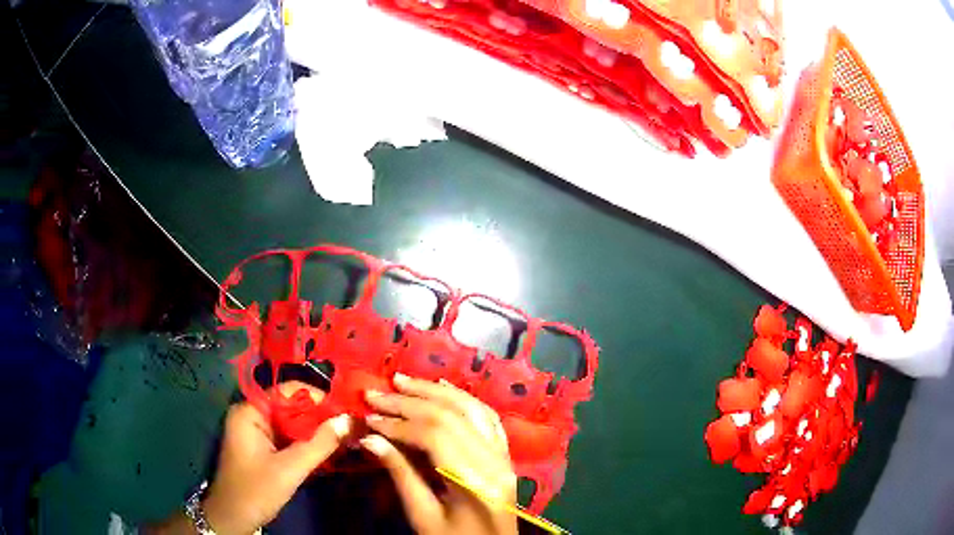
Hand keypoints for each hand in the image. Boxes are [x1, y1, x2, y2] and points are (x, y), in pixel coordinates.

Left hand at [202, 381, 351, 534]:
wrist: (234, 518)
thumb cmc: (256, 490)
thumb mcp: (290, 468)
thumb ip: (320, 444)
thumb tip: (349, 420)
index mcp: (250, 412)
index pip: (287, 391)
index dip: (318, 397)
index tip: (346, 409)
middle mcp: (251, 415)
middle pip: (290, 406)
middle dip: (319, 416)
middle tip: (350, 425)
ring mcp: (255, 431)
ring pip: (290, 423)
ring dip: (314, 430)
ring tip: (344, 435)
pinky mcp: (261, 447)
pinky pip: (287, 436)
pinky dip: (305, 442)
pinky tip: (326, 448)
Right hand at [361, 374, 518, 534]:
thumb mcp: (423, 516)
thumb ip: (400, 474)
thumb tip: (370, 438)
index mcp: (475, 481)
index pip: (434, 436)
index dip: (398, 422)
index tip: (367, 416)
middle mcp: (495, 461)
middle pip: (452, 416)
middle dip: (410, 401)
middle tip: (376, 393)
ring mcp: (504, 456)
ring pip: (471, 409)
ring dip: (435, 391)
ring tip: (403, 381)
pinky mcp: (505, 456)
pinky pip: (488, 418)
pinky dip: (464, 399)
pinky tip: (442, 387)